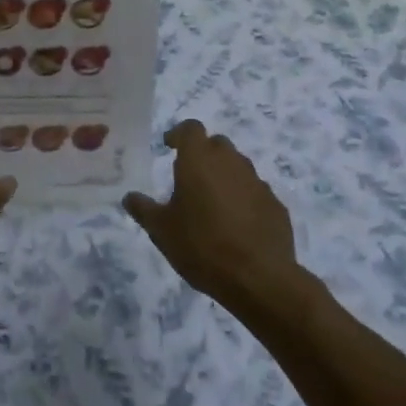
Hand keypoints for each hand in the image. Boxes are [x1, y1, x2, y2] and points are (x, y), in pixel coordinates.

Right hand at [124, 121, 305, 317]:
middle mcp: (231, 162)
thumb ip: (144, 209)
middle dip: (203, 154)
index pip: (191, 128)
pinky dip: (244, 199)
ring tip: (212, 203)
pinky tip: (237, 224)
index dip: (179, 134)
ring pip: (238, 167)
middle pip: (217, 144)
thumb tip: (130, 197)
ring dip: (225, 176)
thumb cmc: (201, 246)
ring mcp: (257, 182)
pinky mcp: (276, 204)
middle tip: (190, 177)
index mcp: (199, 160)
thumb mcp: (161, 230)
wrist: (258, 277)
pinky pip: (255, 192)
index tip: (170, 147)